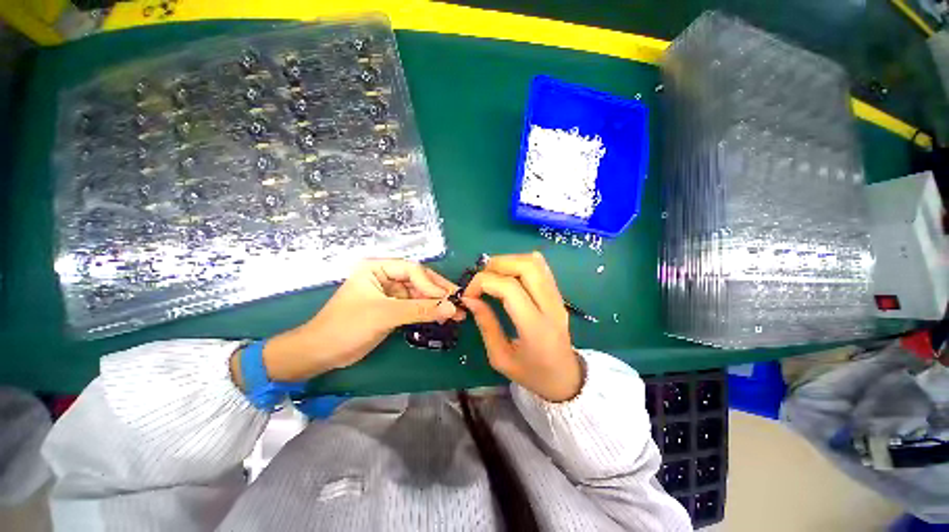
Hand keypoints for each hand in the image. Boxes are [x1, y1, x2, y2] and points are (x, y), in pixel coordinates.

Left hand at [232, 259, 461, 384]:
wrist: (321, 353)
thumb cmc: (347, 326)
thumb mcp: (385, 315)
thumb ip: (420, 310)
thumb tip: (453, 309)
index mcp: (377, 268)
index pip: (413, 271)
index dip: (431, 284)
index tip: (449, 299)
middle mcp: (385, 277)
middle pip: (419, 281)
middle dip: (439, 293)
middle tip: (461, 303)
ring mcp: (389, 293)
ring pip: (419, 295)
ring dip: (436, 304)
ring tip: (457, 314)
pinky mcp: (392, 309)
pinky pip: (415, 307)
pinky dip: (428, 312)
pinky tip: (442, 317)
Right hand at [462, 252, 582, 401]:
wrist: (565, 379)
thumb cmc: (531, 374)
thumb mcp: (500, 357)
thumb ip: (485, 324)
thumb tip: (469, 298)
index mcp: (535, 328)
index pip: (510, 288)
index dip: (483, 283)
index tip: (469, 294)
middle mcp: (550, 307)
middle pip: (526, 266)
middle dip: (496, 265)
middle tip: (480, 280)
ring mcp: (558, 297)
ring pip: (535, 261)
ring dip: (508, 261)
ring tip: (492, 276)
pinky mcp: (559, 294)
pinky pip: (541, 267)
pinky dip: (521, 263)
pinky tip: (509, 275)